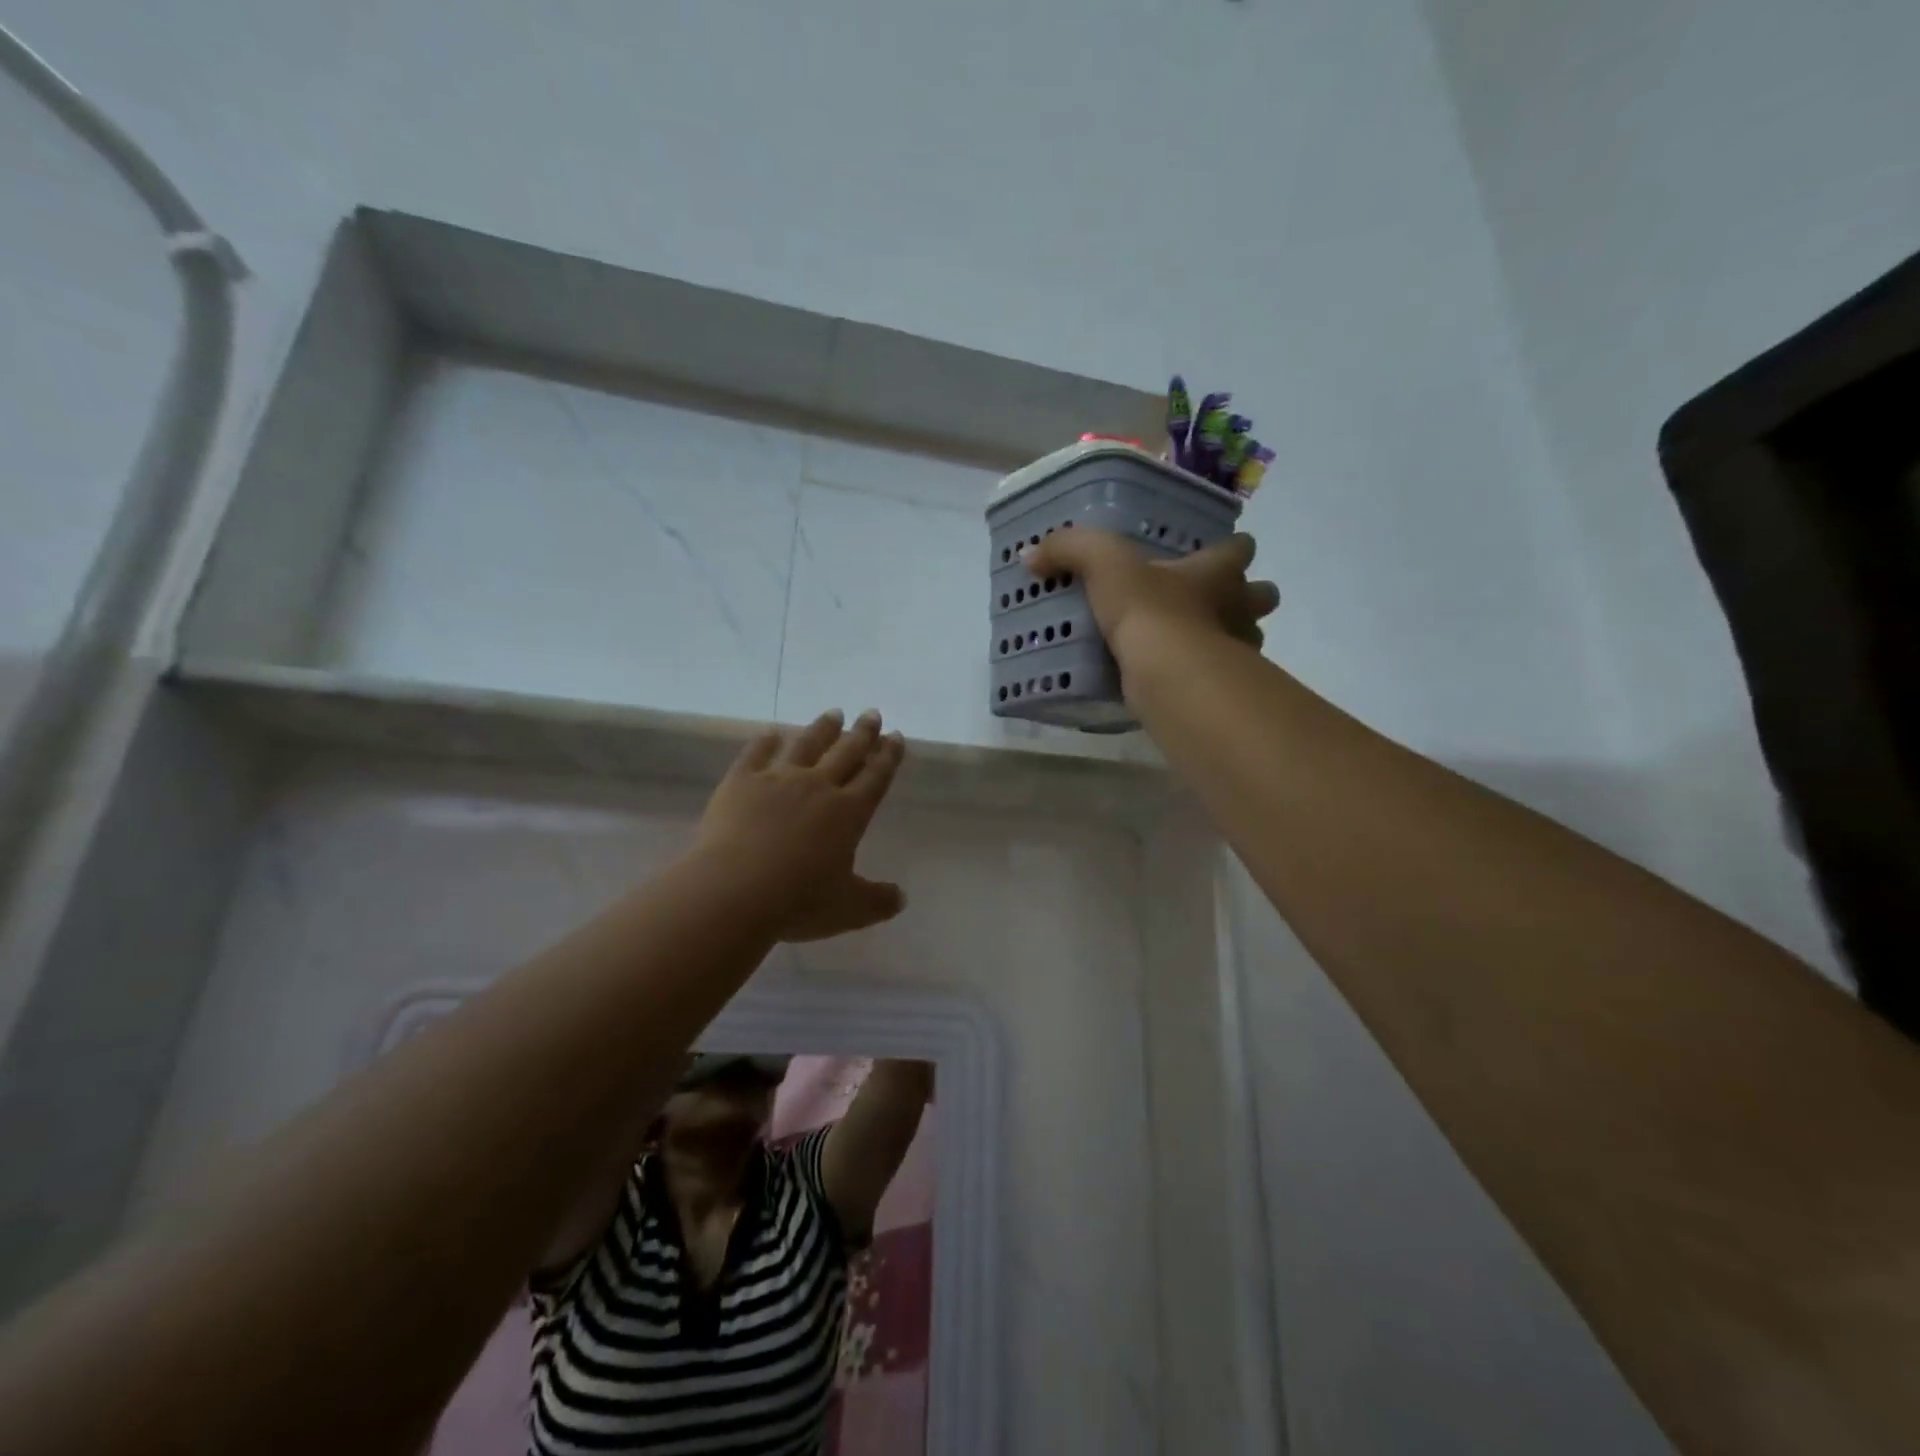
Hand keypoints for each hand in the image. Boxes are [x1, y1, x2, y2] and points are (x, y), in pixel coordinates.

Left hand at [695, 709, 906, 941]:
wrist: (734, 891)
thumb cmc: (798, 901)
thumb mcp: (848, 909)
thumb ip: (878, 901)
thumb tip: (901, 898)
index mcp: (849, 813)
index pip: (876, 776)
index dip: (888, 756)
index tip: (895, 735)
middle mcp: (818, 787)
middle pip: (846, 752)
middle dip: (862, 733)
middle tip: (871, 713)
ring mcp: (777, 780)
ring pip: (806, 745)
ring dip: (822, 728)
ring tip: (833, 713)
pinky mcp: (741, 782)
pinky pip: (756, 753)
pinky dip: (765, 741)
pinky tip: (772, 732)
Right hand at [1023, 529, 1279, 664]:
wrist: (1171, 676)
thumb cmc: (1150, 612)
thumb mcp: (1104, 566)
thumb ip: (1070, 551)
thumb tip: (1032, 554)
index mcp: (1216, 572)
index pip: (1239, 549)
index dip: (1231, 549)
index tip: (1215, 554)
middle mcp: (1239, 609)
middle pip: (1262, 596)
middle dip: (1246, 599)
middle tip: (1212, 604)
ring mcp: (1239, 653)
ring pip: (1249, 640)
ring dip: (1228, 640)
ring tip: (1192, 646)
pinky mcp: (1224, 692)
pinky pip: (1222, 681)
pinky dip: (1205, 679)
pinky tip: (1177, 681)